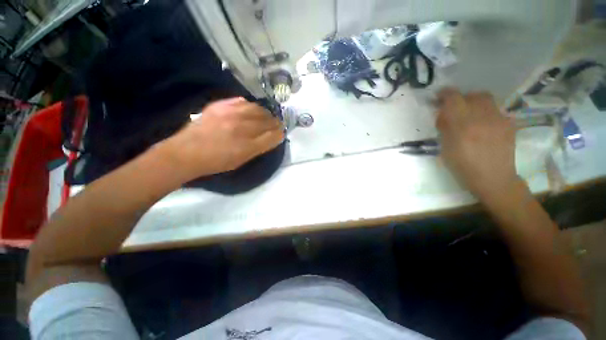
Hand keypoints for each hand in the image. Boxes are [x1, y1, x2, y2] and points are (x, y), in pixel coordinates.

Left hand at [161, 97, 283, 179]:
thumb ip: (258, 149)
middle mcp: (242, 128)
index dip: (279, 134)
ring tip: (266, 116)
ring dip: (265, 113)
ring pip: (257, 109)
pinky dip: (251, 105)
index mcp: (247, 146)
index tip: (282, 133)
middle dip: (275, 123)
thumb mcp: (241, 161)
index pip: (272, 136)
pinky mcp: (220, 106)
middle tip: (277, 124)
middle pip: (267, 121)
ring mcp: (230, 114)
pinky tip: (251, 109)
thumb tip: (271, 138)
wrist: (186, 153)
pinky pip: (242, 101)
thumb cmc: (216, 162)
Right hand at [436, 88, 519, 200]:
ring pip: (486, 99)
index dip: (445, 94)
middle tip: (455, 107)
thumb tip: (443, 114)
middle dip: (461, 98)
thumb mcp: (445, 148)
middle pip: (473, 95)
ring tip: (470, 114)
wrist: (493, 178)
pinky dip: (485, 111)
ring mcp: (499, 119)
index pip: (453, 99)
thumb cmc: (463, 167)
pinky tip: (482, 124)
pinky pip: (495, 109)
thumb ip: (445, 128)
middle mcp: (483, 118)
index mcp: (463, 126)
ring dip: (474, 102)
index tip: (438, 97)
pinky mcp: (509, 123)